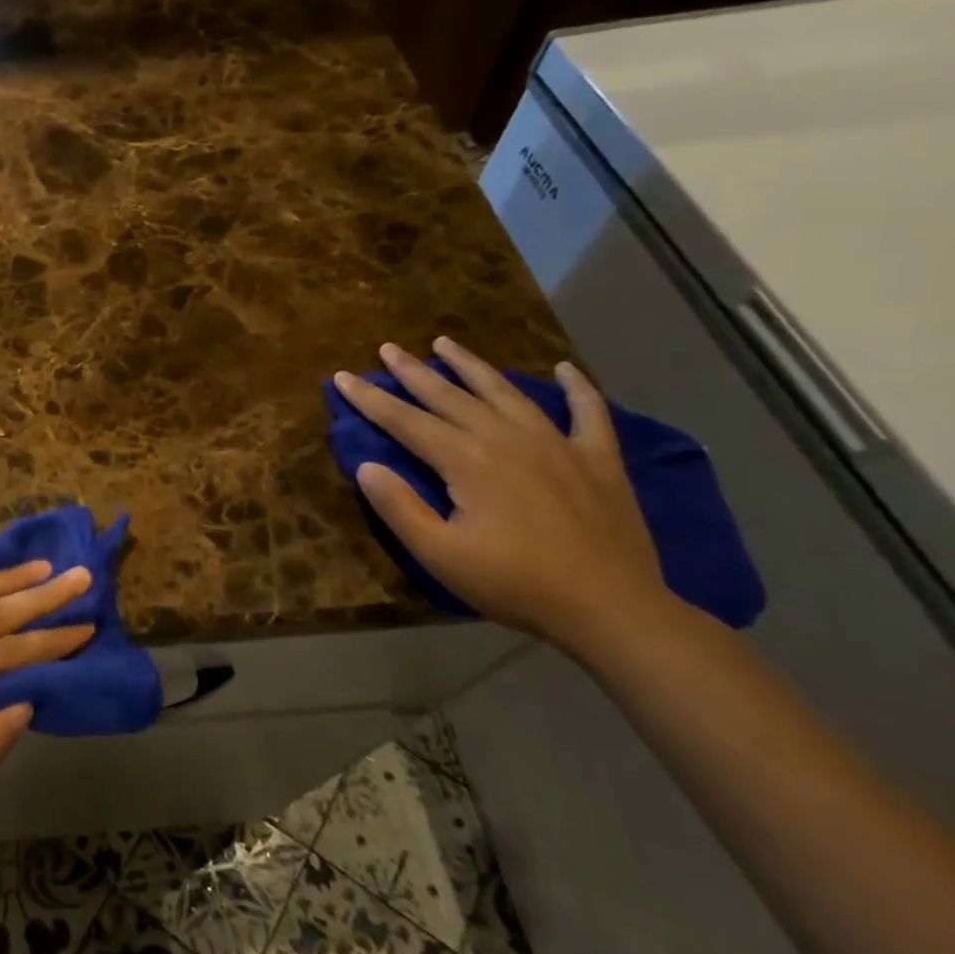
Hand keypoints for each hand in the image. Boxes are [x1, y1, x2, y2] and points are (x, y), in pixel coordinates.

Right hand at [333, 337, 669, 649]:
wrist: (612, 610)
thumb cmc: (515, 584)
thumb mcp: (441, 555)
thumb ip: (399, 508)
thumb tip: (366, 465)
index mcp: (468, 461)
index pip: (406, 421)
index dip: (371, 398)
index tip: (342, 377)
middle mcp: (508, 439)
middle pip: (450, 396)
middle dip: (414, 371)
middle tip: (388, 348)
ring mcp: (558, 444)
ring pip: (506, 392)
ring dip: (472, 366)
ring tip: (446, 343)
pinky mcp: (598, 460)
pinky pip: (589, 413)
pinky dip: (578, 388)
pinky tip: (566, 369)